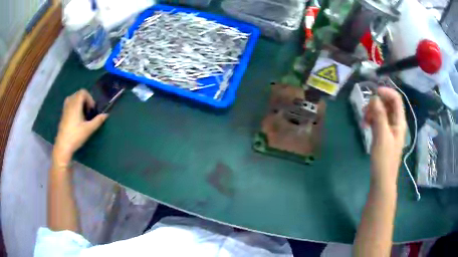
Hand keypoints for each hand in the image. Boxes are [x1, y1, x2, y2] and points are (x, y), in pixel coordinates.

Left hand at [52, 89, 107, 165]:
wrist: (63, 146)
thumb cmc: (76, 136)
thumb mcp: (88, 129)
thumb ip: (97, 121)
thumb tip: (106, 115)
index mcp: (75, 105)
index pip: (82, 92)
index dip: (89, 98)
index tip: (92, 109)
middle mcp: (69, 104)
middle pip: (78, 94)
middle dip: (85, 100)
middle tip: (88, 111)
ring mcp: (65, 109)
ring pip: (73, 98)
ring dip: (79, 102)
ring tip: (83, 112)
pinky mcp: (63, 115)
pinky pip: (69, 104)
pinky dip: (74, 106)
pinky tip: (76, 117)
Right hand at [364, 87, 406, 187]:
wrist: (382, 180)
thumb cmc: (384, 160)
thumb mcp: (382, 136)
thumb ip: (379, 115)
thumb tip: (374, 98)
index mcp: (399, 122)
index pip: (396, 99)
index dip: (386, 92)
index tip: (373, 93)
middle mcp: (396, 123)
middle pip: (388, 104)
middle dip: (377, 103)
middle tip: (366, 111)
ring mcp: (390, 129)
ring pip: (382, 112)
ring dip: (373, 112)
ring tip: (364, 120)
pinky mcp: (384, 135)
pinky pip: (379, 121)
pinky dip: (372, 119)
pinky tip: (365, 125)